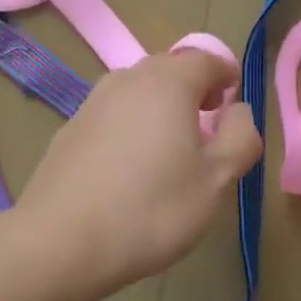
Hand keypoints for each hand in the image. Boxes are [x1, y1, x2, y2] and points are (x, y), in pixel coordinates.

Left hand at [15, 51, 262, 292]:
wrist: (60, 242)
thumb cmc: (152, 208)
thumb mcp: (216, 180)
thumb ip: (240, 138)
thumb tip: (238, 111)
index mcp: (168, 82)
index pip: (206, 59)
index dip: (226, 74)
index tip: (234, 98)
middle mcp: (128, 80)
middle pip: (169, 69)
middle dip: (194, 88)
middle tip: (208, 122)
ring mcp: (93, 103)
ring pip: (138, 90)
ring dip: (160, 106)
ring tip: (171, 145)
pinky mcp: (70, 130)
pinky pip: (113, 114)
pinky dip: (131, 125)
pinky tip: (131, 167)